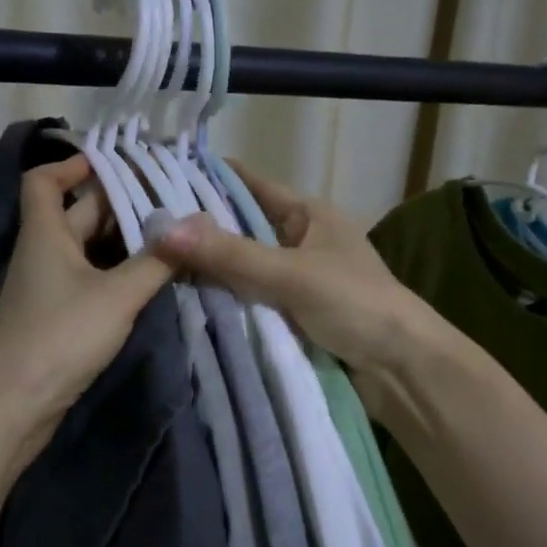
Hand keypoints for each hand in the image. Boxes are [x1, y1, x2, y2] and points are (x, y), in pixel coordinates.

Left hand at [0, 155, 176, 461]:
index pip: (44, 181)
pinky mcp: (58, 317)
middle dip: (120, 205)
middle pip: (78, 214)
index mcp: (45, 234)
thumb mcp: (117, 295)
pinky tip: (151, 279)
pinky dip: (118, 273)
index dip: (73, 165)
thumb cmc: (59, 337)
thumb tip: (196, 222)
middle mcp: (43, 253)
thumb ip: (157, 260)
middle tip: (170, 200)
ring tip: (172, 236)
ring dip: (124, 242)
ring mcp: (49, 287)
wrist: (13, 406)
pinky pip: (91, 280)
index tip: (115, 163)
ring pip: (89, 250)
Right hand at [149, 161, 442, 379]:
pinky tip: (184, 299)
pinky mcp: (292, 315)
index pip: (252, 186)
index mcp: (308, 215)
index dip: (212, 179)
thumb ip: (230, 254)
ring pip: (242, 267)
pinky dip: (224, 299)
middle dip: (200, 230)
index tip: (162, 178)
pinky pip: (249, 298)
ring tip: (151, 263)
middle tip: (145, 229)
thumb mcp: (290, 273)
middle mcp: (299, 241)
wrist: (401, 368)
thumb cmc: (354, 303)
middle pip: (242, 228)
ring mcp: (296, 280)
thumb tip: (163, 231)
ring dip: (209, 269)